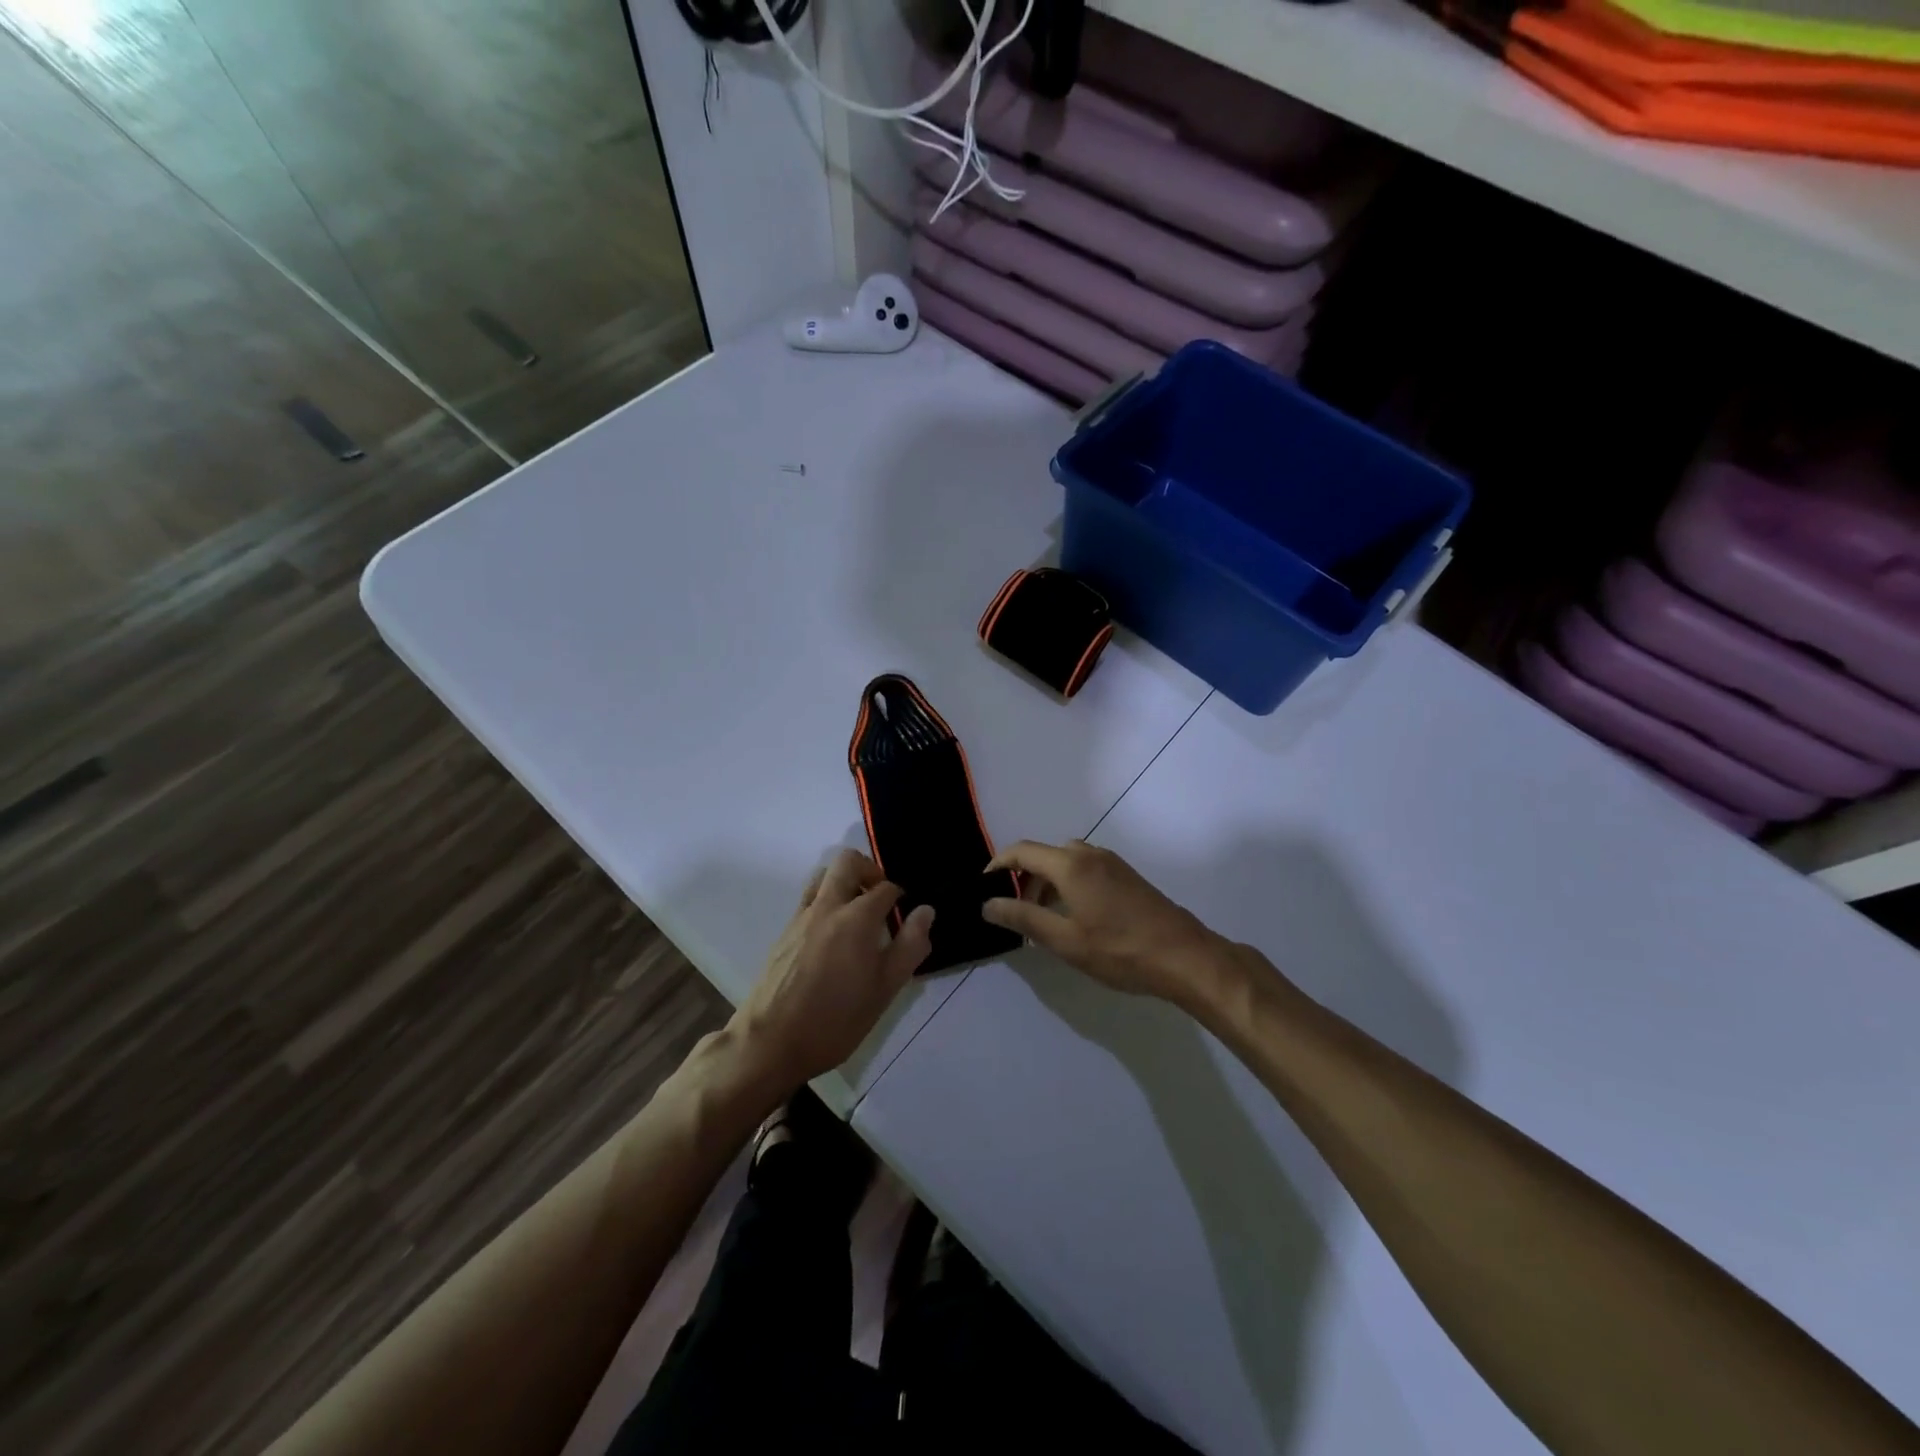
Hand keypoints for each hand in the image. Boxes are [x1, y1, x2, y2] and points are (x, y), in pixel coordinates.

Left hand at [731, 849, 934, 1092]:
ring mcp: (801, 917)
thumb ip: (910, 946)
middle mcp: (827, 906)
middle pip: (847, 862)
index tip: (905, 916)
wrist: (769, 1042)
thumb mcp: (885, 989)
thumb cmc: (835, 1019)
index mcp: (856, 917)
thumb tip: (926, 911)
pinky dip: (826, 901)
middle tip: (881, 899)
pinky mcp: (784, 932)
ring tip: (857, 914)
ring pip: (823, 876)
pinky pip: (809, 899)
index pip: (886, 888)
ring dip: (844, 882)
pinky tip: (833, 938)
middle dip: (870, 870)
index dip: (900, 897)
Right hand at [982, 840, 1228, 1007]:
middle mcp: (1090, 854)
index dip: (998, 864)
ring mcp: (1112, 863)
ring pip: (1067, 861)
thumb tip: (988, 904)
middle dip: (1024, 878)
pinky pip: (1086, 869)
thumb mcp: (1065, 940)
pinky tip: (1075, 916)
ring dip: (1048, 882)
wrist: (1184, 956)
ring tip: (1043, 919)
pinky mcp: (1127, 876)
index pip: (1022, 851)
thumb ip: (1024, 918)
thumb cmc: (1120, 950)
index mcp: (1071, 865)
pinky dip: (1069, 883)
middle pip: (1045, 855)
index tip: (984, 885)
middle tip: (1015, 912)